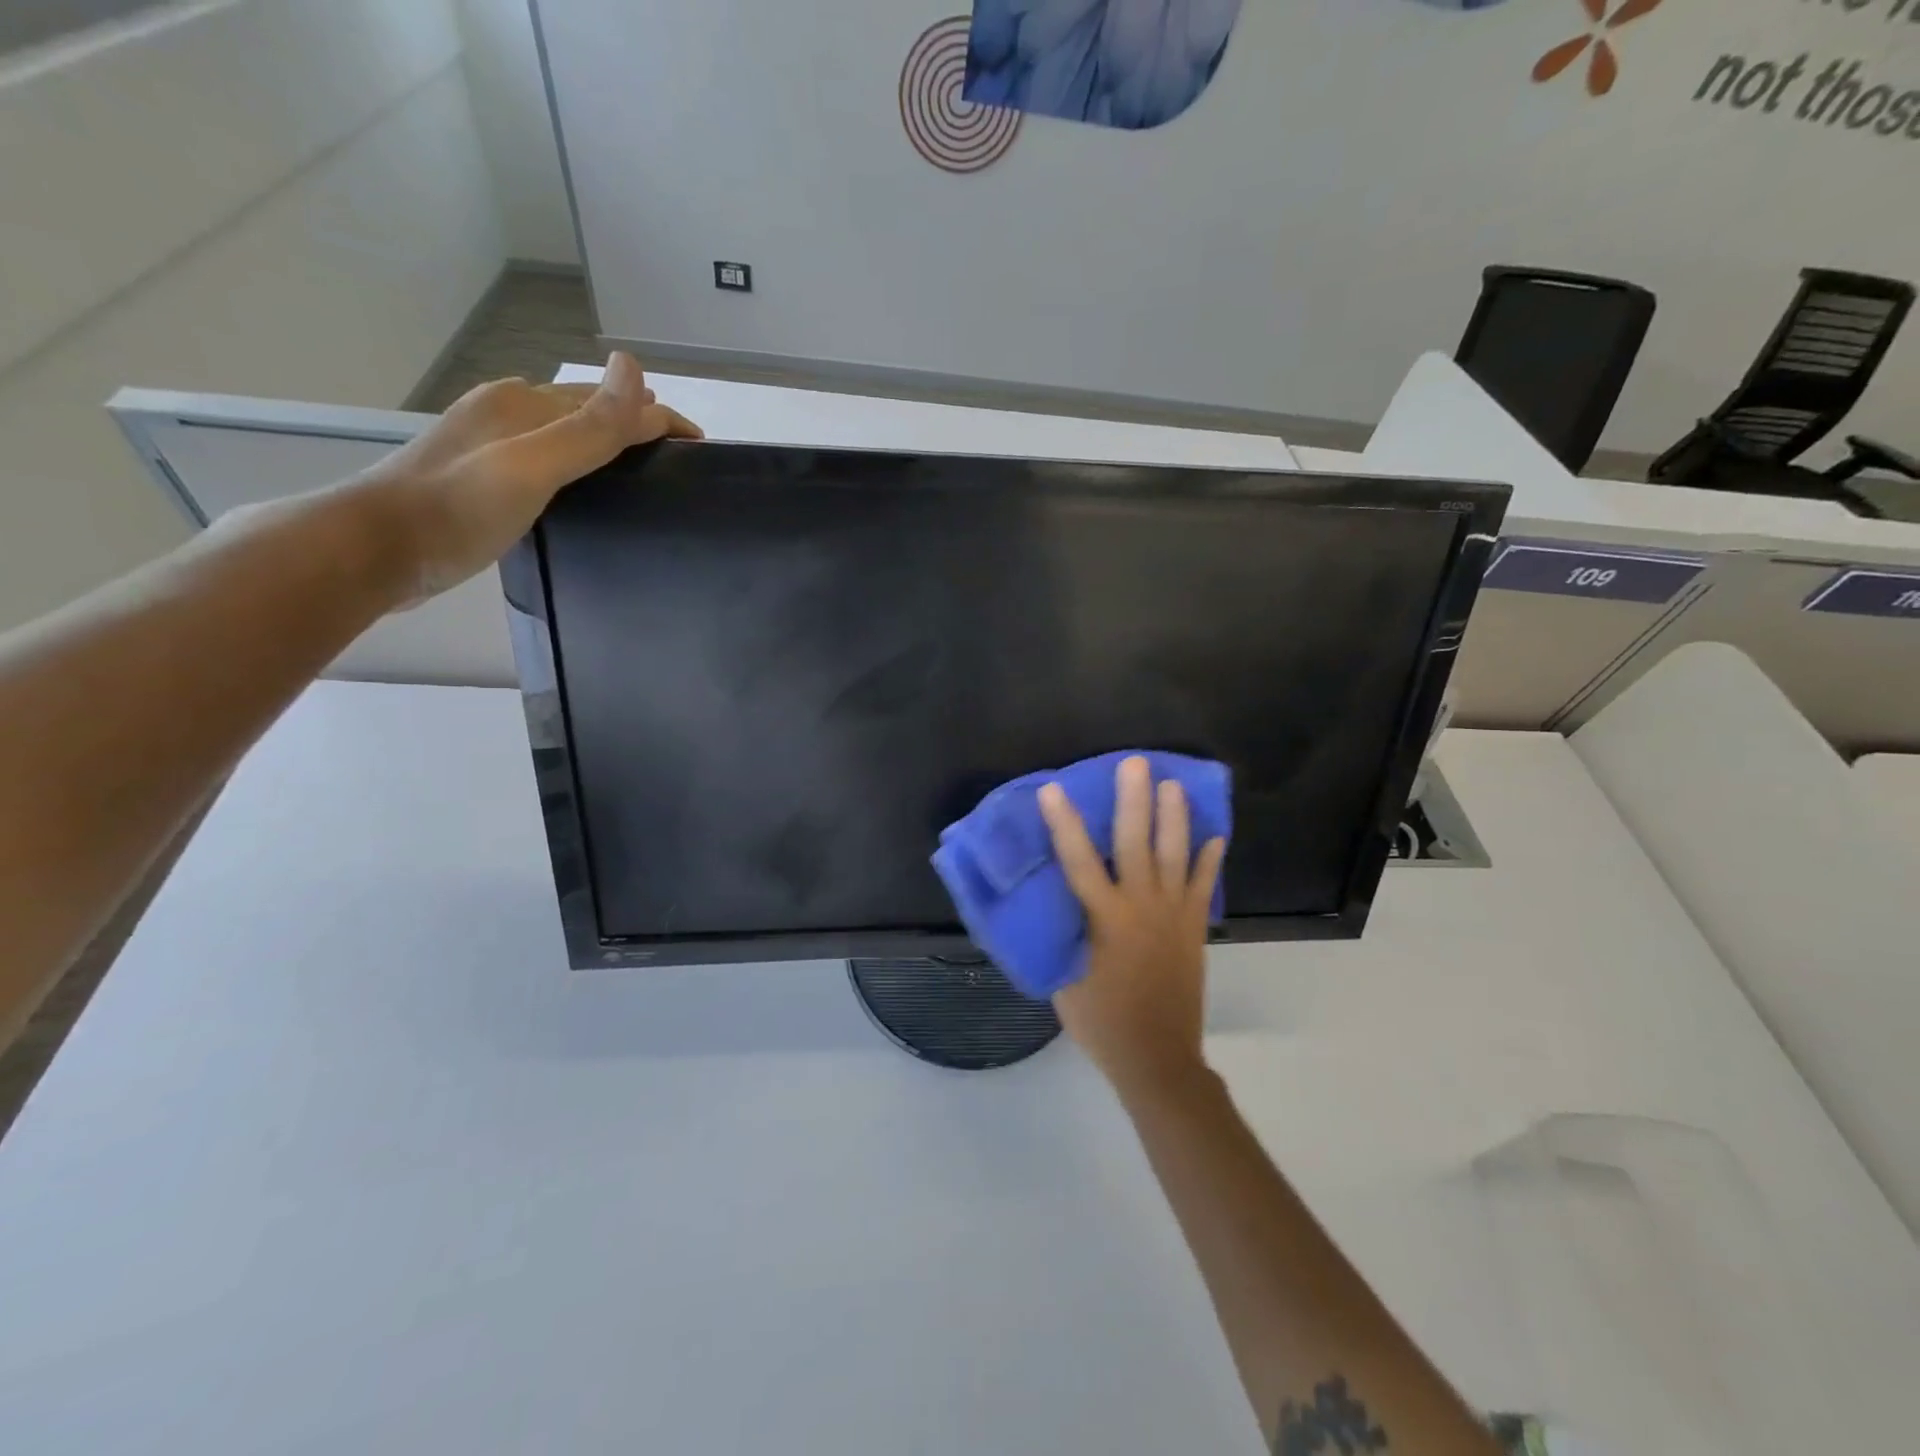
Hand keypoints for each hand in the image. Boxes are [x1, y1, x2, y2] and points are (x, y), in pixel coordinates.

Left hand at [358, 352, 701, 602]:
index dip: (658, 418)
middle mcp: (507, 415)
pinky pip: (546, 463)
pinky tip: (584, 495)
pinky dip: (578, 470)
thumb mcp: (534, 466)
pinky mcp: (479, 479)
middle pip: (586, 413)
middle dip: (635, 428)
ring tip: (642, 477)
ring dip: (606, 447)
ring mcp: (489, 446)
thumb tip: (634, 366)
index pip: (609, 402)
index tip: (701, 447)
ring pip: (564, 437)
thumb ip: (589, 426)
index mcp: (523, 405)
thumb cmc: (458, 508)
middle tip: (677, 463)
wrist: (376, 550)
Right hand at [1038, 755, 1225, 1099]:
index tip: (1053, 789)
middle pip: (1136, 843)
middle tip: (1135, 763)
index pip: (1078, 861)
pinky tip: (1215, 835)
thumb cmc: (1102, 1022)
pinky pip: (1204, 886)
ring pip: (1175, 856)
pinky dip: (1210, 860)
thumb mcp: (1062, 979)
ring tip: (1173, 784)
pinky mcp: (1194, 928)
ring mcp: (1174, 915)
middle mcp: (1141, 906)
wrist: (1157, 1058)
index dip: (1064, 823)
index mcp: (1104, 918)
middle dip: (1134, 800)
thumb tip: (1051, 904)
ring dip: (1174, 817)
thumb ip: (1059, 935)